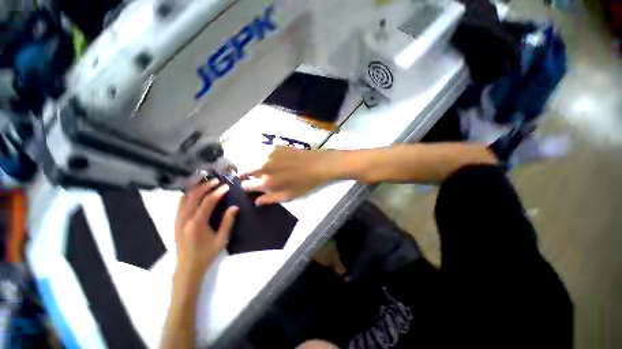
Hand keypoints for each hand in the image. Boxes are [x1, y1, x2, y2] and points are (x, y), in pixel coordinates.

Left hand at [174, 179, 237, 282]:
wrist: (187, 269)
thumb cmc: (206, 255)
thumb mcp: (221, 240)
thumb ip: (227, 222)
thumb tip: (234, 207)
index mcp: (197, 223)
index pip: (208, 202)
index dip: (218, 192)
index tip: (227, 186)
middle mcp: (184, 219)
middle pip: (194, 196)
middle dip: (205, 186)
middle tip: (216, 180)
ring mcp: (178, 220)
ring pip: (184, 198)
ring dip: (195, 188)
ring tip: (205, 182)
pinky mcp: (175, 222)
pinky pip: (180, 203)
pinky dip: (188, 195)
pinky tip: (195, 193)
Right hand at [240, 147, 339, 204]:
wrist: (318, 164)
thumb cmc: (305, 183)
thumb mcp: (289, 195)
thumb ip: (270, 199)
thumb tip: (256, 202)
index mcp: (267, 181)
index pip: (246, 185)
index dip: (246, 187)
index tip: (250, 187)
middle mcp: (264, 166)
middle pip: (244, 169)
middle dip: (244, 174)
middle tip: (252, 177)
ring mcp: (269, 154)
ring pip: (251, 159)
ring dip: (252, 164)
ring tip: (261, 168)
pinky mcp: (275, 146)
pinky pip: (261, 152)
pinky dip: (261, 157)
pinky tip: (270, 160)